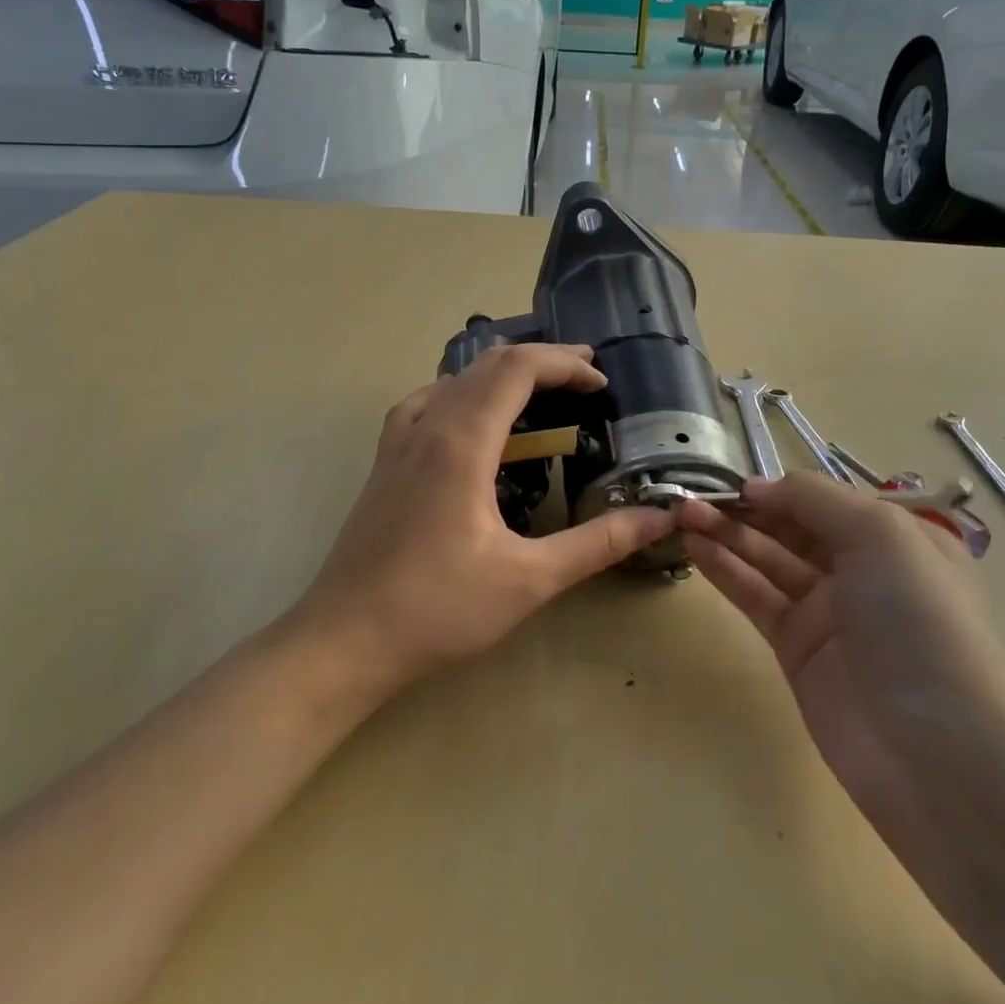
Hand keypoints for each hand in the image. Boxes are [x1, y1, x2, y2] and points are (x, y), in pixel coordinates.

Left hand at [290, 344, 675, 701]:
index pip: (516, 369)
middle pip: (485, 366)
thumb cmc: (438, 610)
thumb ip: (598, 543)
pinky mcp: (383, 467)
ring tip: (538, 393)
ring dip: (499, 375)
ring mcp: (396, 446)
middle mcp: (425, 429)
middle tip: (584, 379)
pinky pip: (424, 405)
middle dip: (540, 362)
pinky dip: (460, 395)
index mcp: (460, 444)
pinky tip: (469, 424)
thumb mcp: (530, 580)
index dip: (564, 365)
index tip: (601, 385)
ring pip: (451, 381)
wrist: (344, 641)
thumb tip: (659, 518)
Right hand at [678, 475, 1004, 830]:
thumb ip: (814, 500)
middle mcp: (863, 570)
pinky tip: (694, 548)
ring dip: (727, 535)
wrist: (930, 746)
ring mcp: (827, 611)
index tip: (733, 484)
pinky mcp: (796, 647)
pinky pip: (756, 596)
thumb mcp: (880, 535)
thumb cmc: (916, 620)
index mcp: (898, 538)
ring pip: (768, 559)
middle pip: (794, 528)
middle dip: (747, 510)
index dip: (780, 489)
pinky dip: (726, 570)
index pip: (828, 500)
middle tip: (692, 498)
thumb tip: (757, 487)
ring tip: (682, 515)